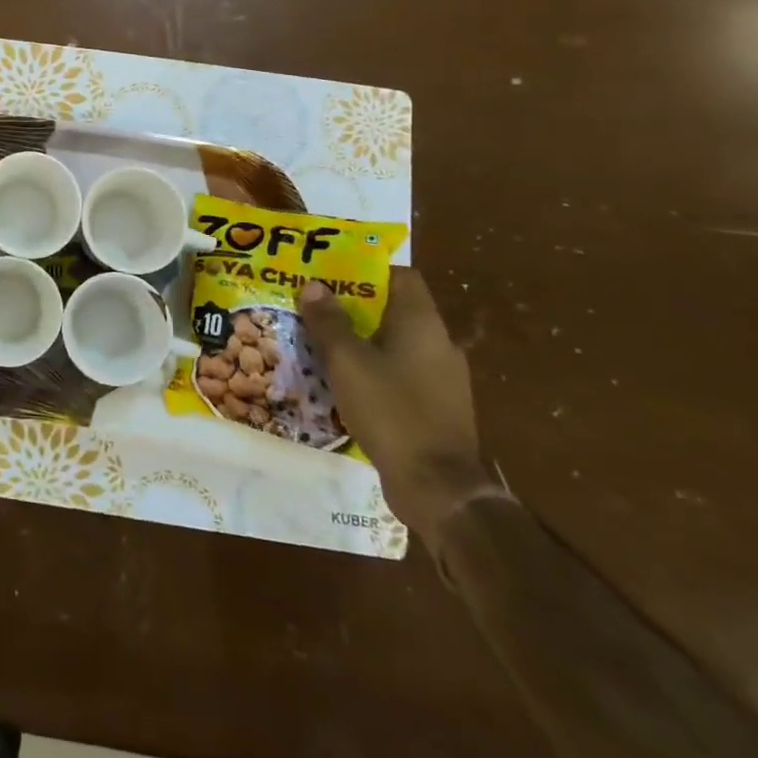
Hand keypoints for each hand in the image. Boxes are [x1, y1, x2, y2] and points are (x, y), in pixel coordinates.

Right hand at [297, 269, 491, 549]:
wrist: (438, 487)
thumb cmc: (392, 410)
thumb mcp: (347, 361)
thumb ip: (329, 322)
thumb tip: (313, 286)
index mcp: (422, 323)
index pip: (401, 276)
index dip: (366, 269)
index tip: (331, 273)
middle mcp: (439, 344)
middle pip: (395, 310)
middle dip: (355, 306)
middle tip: (315, 306)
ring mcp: (443, 379)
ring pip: (396, 344)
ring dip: (362, 340)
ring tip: (321, 342)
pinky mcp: (437, 408)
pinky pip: (401, 373)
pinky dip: (374, 370)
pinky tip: (345, 382)